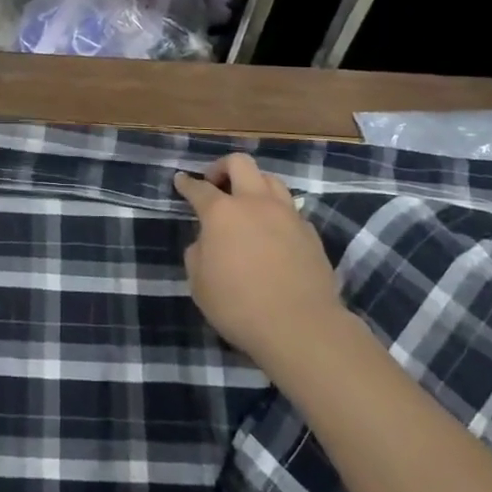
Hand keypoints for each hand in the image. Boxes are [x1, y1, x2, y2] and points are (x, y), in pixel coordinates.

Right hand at [175, 154, 343, 379]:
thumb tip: (207, 242)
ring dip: (254, 184)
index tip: (180, 180)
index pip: (199, 188)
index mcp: (222, 212)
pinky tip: (273, 232)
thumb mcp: (199, 284)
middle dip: (222, 167)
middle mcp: (255, 203)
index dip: (186, 183)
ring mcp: (287, 215)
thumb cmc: (239, 305)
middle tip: (215, 183)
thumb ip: (197, 253)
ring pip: (271, 180)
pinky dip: (277, 212)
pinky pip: (290, 209)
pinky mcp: (310, 233)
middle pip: (240, 163)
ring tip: (247, 203)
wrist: (301, 327)